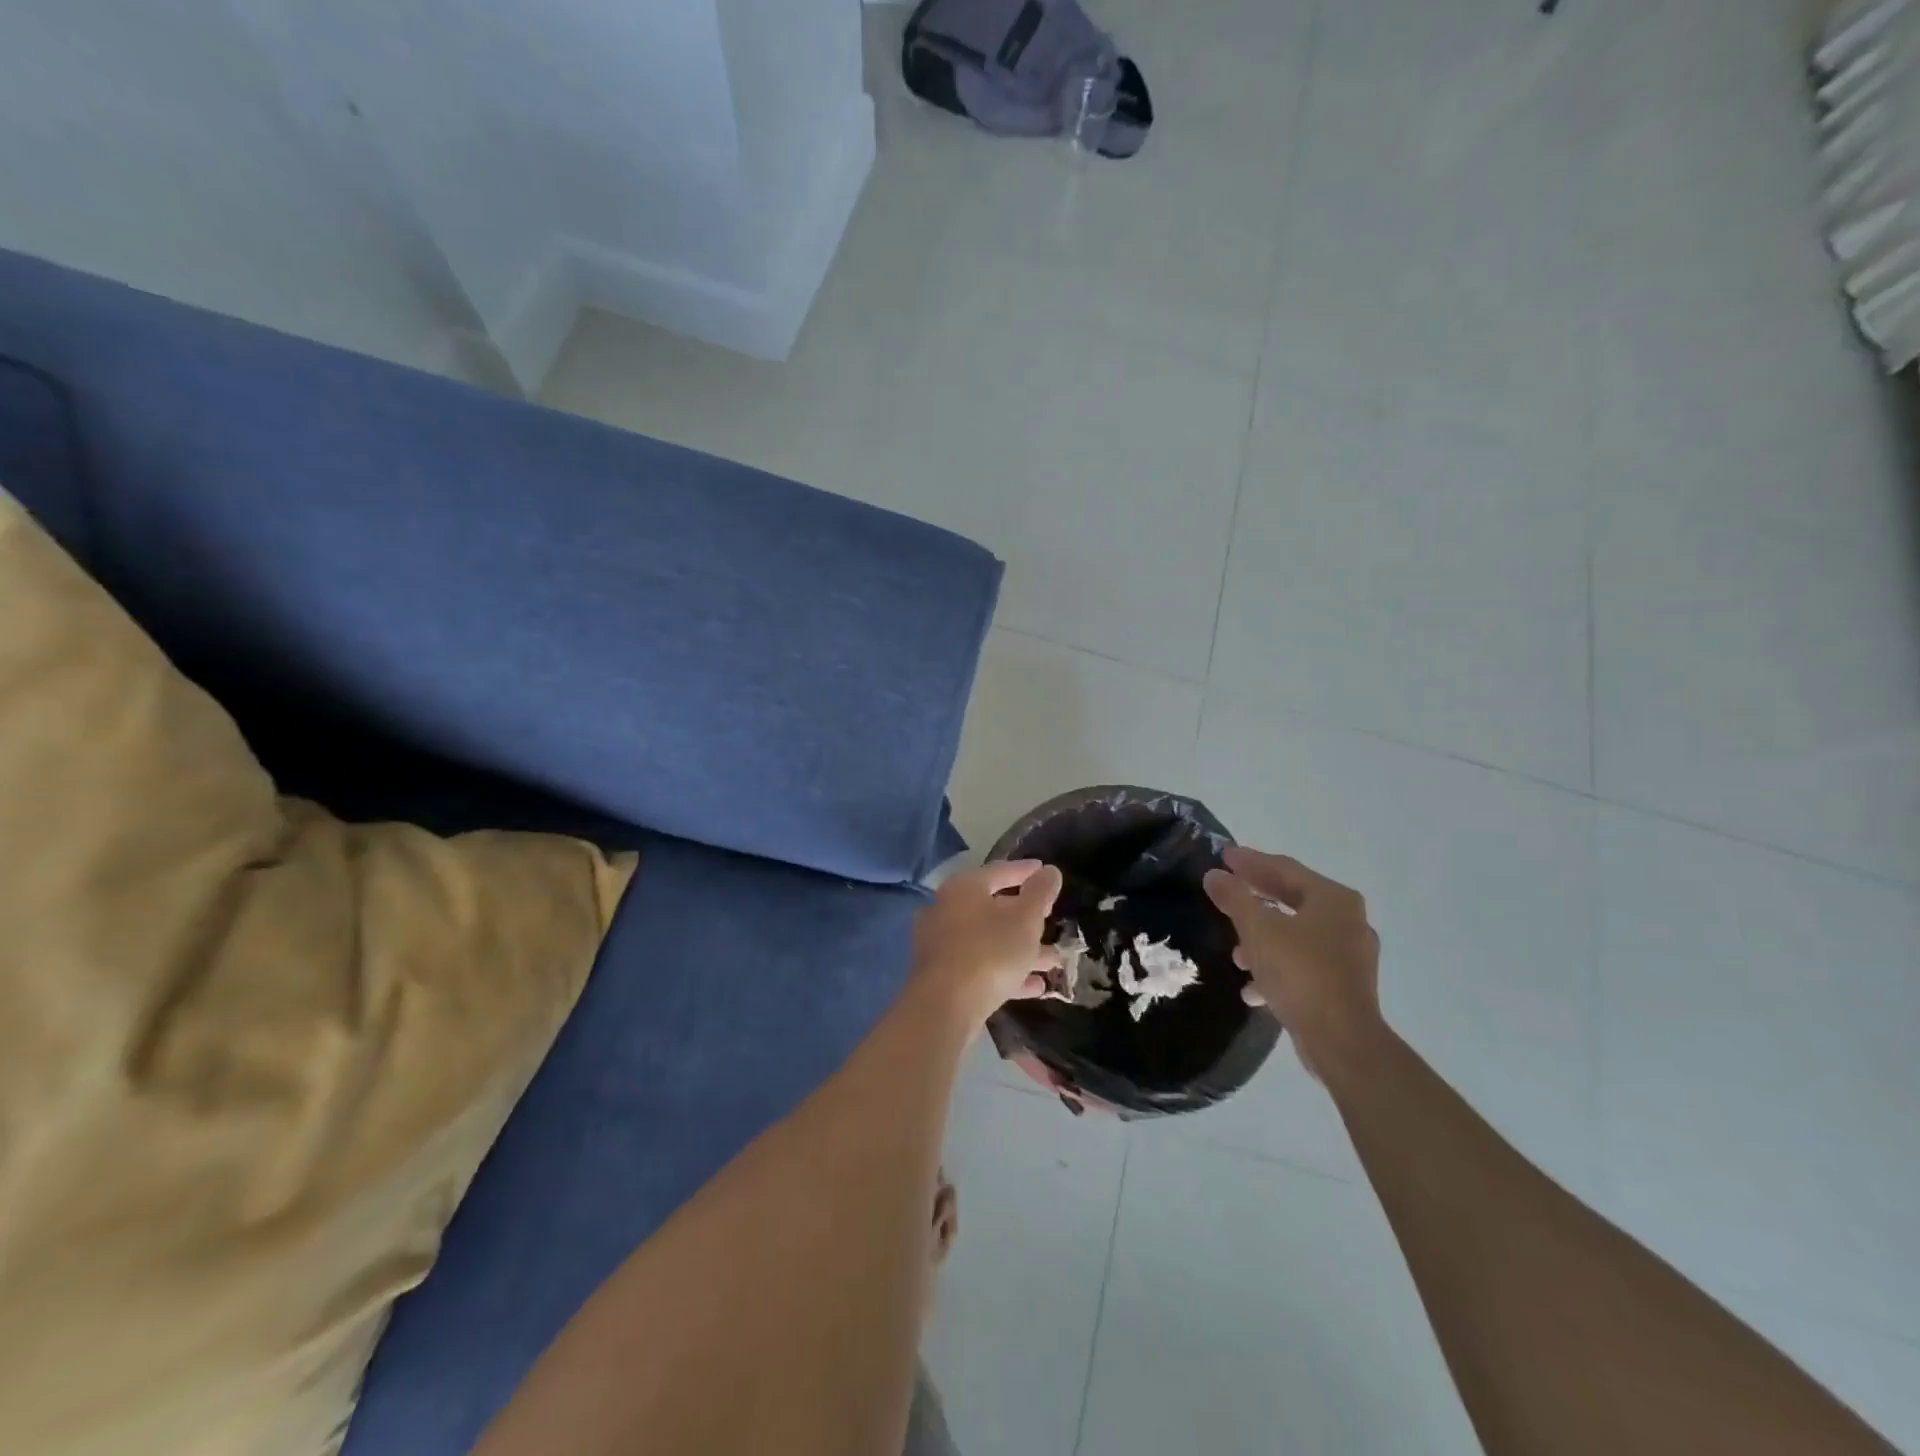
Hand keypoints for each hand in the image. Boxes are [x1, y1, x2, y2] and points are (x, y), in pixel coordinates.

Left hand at [911, 859, 1063, 1028]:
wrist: (944, 1007)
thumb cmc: (989, 952)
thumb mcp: (1025, 919)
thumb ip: (1040, 893)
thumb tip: (1050, 870)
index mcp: (964, 888)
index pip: (999, 871)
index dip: (1026, 871)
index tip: (1046, 872)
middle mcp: (947, 909)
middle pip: (993, 907)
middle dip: (1027, 918)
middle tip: (1051, 918)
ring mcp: (942, 944)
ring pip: (990, 940)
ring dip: (1022, 949)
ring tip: (1054, 960)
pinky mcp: (943, 975)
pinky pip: (981, 966)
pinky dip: (1007, 972)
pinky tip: (1035, 987)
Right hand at [1203, 847, 1383, 1080]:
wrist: (1342, 1040)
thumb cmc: (1300, 973)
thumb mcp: (1258, 930)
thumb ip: (1235, 898)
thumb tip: (1215, 875)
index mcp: (1333, 899)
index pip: (1285, 869)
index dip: (1251, 861)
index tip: (1223, 856)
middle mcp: (1347, 921)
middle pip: (1292, 899)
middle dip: (1256, 898)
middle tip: (1226, 889)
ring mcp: (1349, 955)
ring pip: (1296, 934)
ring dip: (1264, 937)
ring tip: (1235, 951)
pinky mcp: (1344, 986)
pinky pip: (1303, 964)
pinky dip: (1277, 967)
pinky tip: (1253, 987)